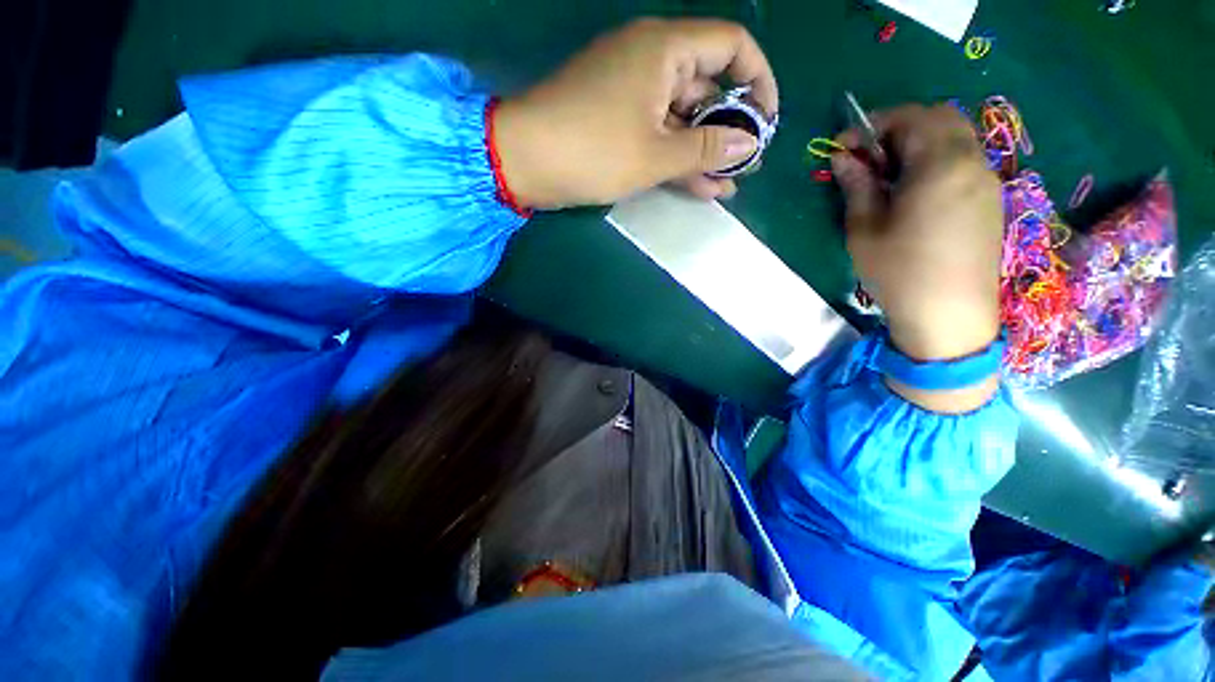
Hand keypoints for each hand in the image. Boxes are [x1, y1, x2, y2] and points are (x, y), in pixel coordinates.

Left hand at [493, 18, 777, 208]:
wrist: (524, 161)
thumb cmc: (592, 151)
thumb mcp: (655, 155)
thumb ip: (706, 148)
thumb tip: (749, 144)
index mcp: (664, 49)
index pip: (731, 47)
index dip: (757, 81)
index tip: (766, 122)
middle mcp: (650, 60)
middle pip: (706, 88)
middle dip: (728, 129)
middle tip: (744, 167)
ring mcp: (631, 91)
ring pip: (681, 118)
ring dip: (703, 152)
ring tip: (726, 186)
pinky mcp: (616, 118)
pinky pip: (657, 131)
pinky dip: (676, 156)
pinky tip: (698, 185)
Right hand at [832, 105, 1003, 409]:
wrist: (948, 315)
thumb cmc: (898, 272)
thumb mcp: (864, 229)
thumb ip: (857, 185)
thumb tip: (842, 157)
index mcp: (940, 165)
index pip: (910, 117)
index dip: (873, 124)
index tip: (844, 146)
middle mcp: (971, 162)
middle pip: (940, 118)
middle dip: (900, 127)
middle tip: (869, 157)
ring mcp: (986, 181)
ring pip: (955, 138)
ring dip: (920, 142)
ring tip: (889, 175)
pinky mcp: (989, 201)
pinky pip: (964, 161)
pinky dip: (937, 160)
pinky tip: (915, 191)